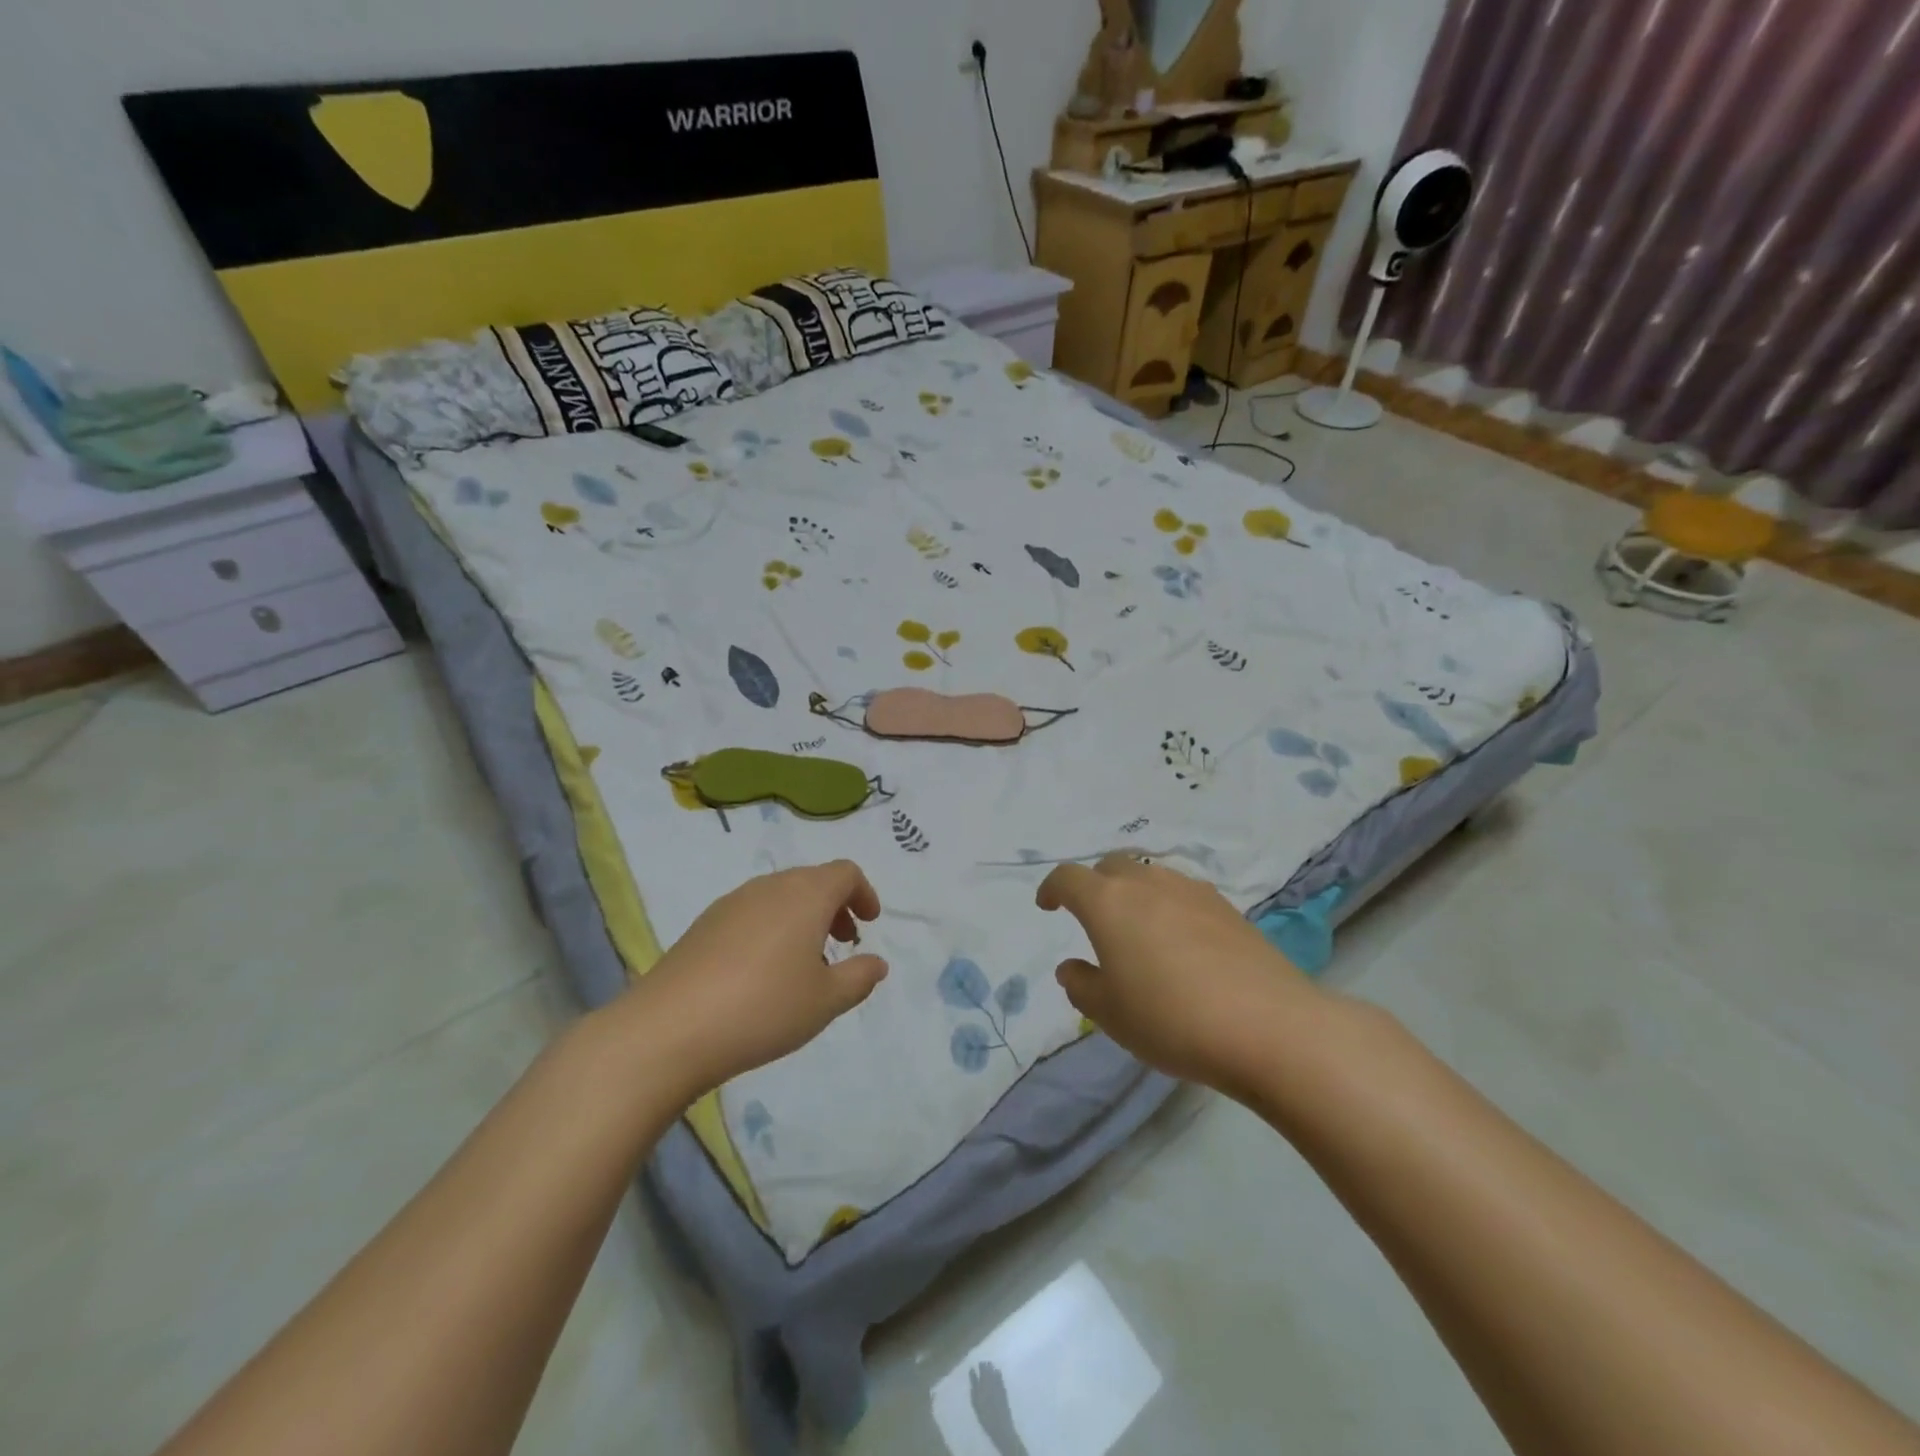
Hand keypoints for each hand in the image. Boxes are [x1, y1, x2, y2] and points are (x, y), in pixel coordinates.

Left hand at [612, 860, 887, 1097]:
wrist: (670, 1028)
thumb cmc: (764, 1008)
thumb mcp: (826, 1001)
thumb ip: (859, 977)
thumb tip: (876, 962)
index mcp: (805, 895)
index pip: (844, 873)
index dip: (864, 893)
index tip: (870, 924)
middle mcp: (769, 887)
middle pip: (812, 880)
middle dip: (835, 906)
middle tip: (844, 943)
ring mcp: (732, 903)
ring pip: (780, 896)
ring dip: (802, 918)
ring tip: (804, 963)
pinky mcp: (703, 925)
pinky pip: (752, 913)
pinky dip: (772, 929)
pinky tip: (762, 973)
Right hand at [1036, 854, 1322, 1089]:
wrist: (1270, 1027)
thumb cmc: (1172, 1019)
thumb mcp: (1110, 1015)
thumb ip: (1081, 985)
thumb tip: (1072, 967)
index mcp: (1109, 903)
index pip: (1068, 878)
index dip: (1052, 888)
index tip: (1047, 907)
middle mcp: (1148, 884)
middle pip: (1112, 866)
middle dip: (1095, 885)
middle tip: (1093, 919)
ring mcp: (1192, 892)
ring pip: (1151, 876)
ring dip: (1134, 894)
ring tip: (1139, 932)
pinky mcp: (1229, 909)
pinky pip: (1184, 894)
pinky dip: (1168, 907)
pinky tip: (1181, 944)